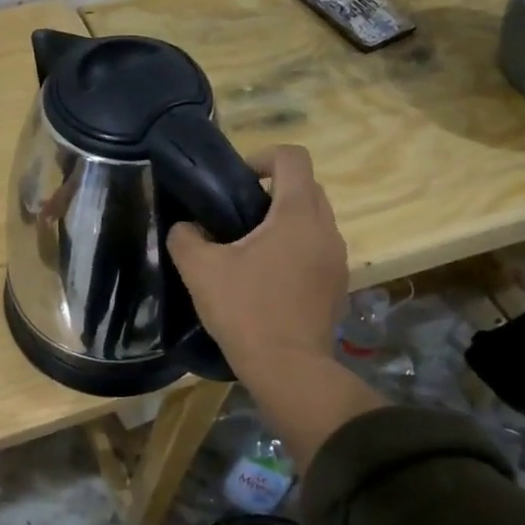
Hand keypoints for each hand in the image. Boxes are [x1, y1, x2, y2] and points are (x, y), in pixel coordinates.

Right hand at [167, 145, 347, 380]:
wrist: (288, 369)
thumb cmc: (245, 310)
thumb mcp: (200, 270)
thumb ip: (185, 238)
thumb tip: (187, 229)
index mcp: (297, 214)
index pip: (293, 157)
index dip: (263, 156)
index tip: (237, 179)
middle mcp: (326, 229)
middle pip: (307, 187)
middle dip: (275, 190)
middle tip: (239, 214)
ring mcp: (338, 259)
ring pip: (315, 221)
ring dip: (287, 222)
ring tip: (251, 249)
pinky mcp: (338, 286)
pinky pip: (319, 251)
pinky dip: (297, 250)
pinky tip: (269, 279)